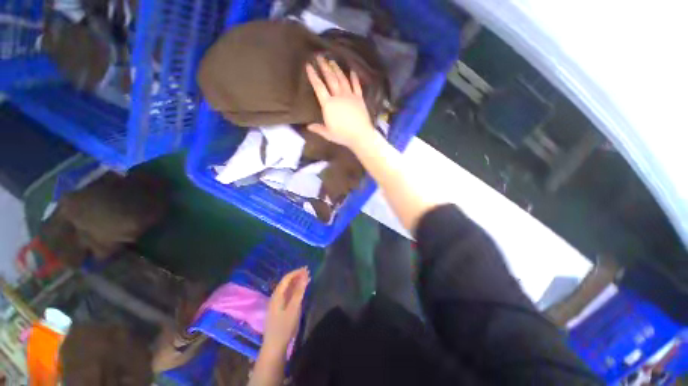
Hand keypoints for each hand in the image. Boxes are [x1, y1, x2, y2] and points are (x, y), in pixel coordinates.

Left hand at [263, 267, 309, 354]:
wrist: (274, 346)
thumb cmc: (284, 327)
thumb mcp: (294, 308)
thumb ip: (299, 292)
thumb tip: (305, 277)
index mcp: (277, 295)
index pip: (286, 279)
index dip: (296, 272)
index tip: (306, 269)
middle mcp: (276, 297)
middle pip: (287, 282)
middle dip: (297, 276)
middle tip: (308, 272)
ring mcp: (277, 303)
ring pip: (288, 288)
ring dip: (297, 282)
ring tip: (307, 278)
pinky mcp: (280, 309)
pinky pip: (288, 295)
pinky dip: (295, 290)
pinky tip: (302, 290)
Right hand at [306, 56, 375, 148]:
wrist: (360, 135)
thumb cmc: (342, 135)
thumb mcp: (328, 134)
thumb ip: (318, 128)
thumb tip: (308, 127)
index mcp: (328, 105)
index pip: (319, 87)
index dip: (313, 76)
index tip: (309, 65)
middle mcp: (338, 96)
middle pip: (330, 79)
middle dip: (324, 67)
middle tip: (320, 56)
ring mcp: (350, 96)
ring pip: (342, 80)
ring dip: (337, 70)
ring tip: (332, 61)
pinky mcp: (359, 98)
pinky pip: (356, 85)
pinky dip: (354, 78)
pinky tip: (352, 71)